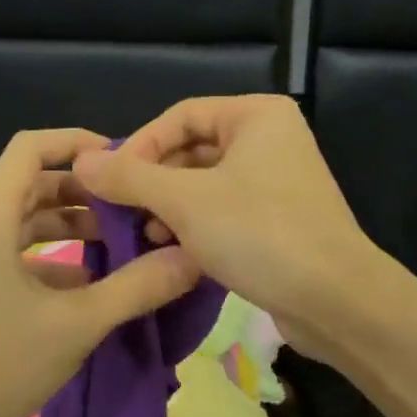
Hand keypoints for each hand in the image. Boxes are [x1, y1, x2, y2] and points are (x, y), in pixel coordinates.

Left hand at [0, 128, 201, 416]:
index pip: (30, 148)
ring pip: (22, 222)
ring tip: (121, 244)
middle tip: (133, 208)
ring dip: (69, 227)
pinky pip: (12, 254)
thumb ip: (136, 287)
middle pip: (31, 184)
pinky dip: (50, 259)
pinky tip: (87, 285)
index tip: (122, 161)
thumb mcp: (76, 325)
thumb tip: (191, 257)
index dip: (77, 143)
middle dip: (83, 192)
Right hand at [72, 96, 382, 360]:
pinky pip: (223, 209)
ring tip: (147, 234)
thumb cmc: (259, 234)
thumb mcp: (185, 201)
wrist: (335, 300)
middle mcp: (269, 139)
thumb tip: (81, 160)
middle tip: (124, 211)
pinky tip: (174, 249)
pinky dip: (195, 224)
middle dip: (154, 180)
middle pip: (192, 149)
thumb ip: (130, 177)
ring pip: (205, 183)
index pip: (180, 116)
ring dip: (169, 205)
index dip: (140, 145)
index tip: (110, 181)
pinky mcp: (277, 219)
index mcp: (256, 116)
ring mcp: (276, 181)